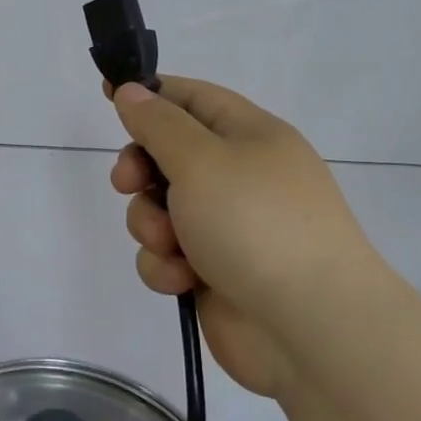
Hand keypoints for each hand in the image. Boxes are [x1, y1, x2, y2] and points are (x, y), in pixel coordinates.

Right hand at [106, 76, 379, 399]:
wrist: (310, 329)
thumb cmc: (255, 223)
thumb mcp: (200, 159)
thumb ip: (158, 123)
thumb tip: (133, 90)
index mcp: (251, 136)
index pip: (193, 98)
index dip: (151, 93)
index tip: (109, 94)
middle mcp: (240, 176)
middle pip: (169, 154)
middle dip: (141, 169)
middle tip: (127, 183)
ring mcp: (228, 227)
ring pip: (161, 208)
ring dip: (150, 223)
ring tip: (169, 243)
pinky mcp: (214, 272)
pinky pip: (169, 255)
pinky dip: (167, 264)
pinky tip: (183, 279)